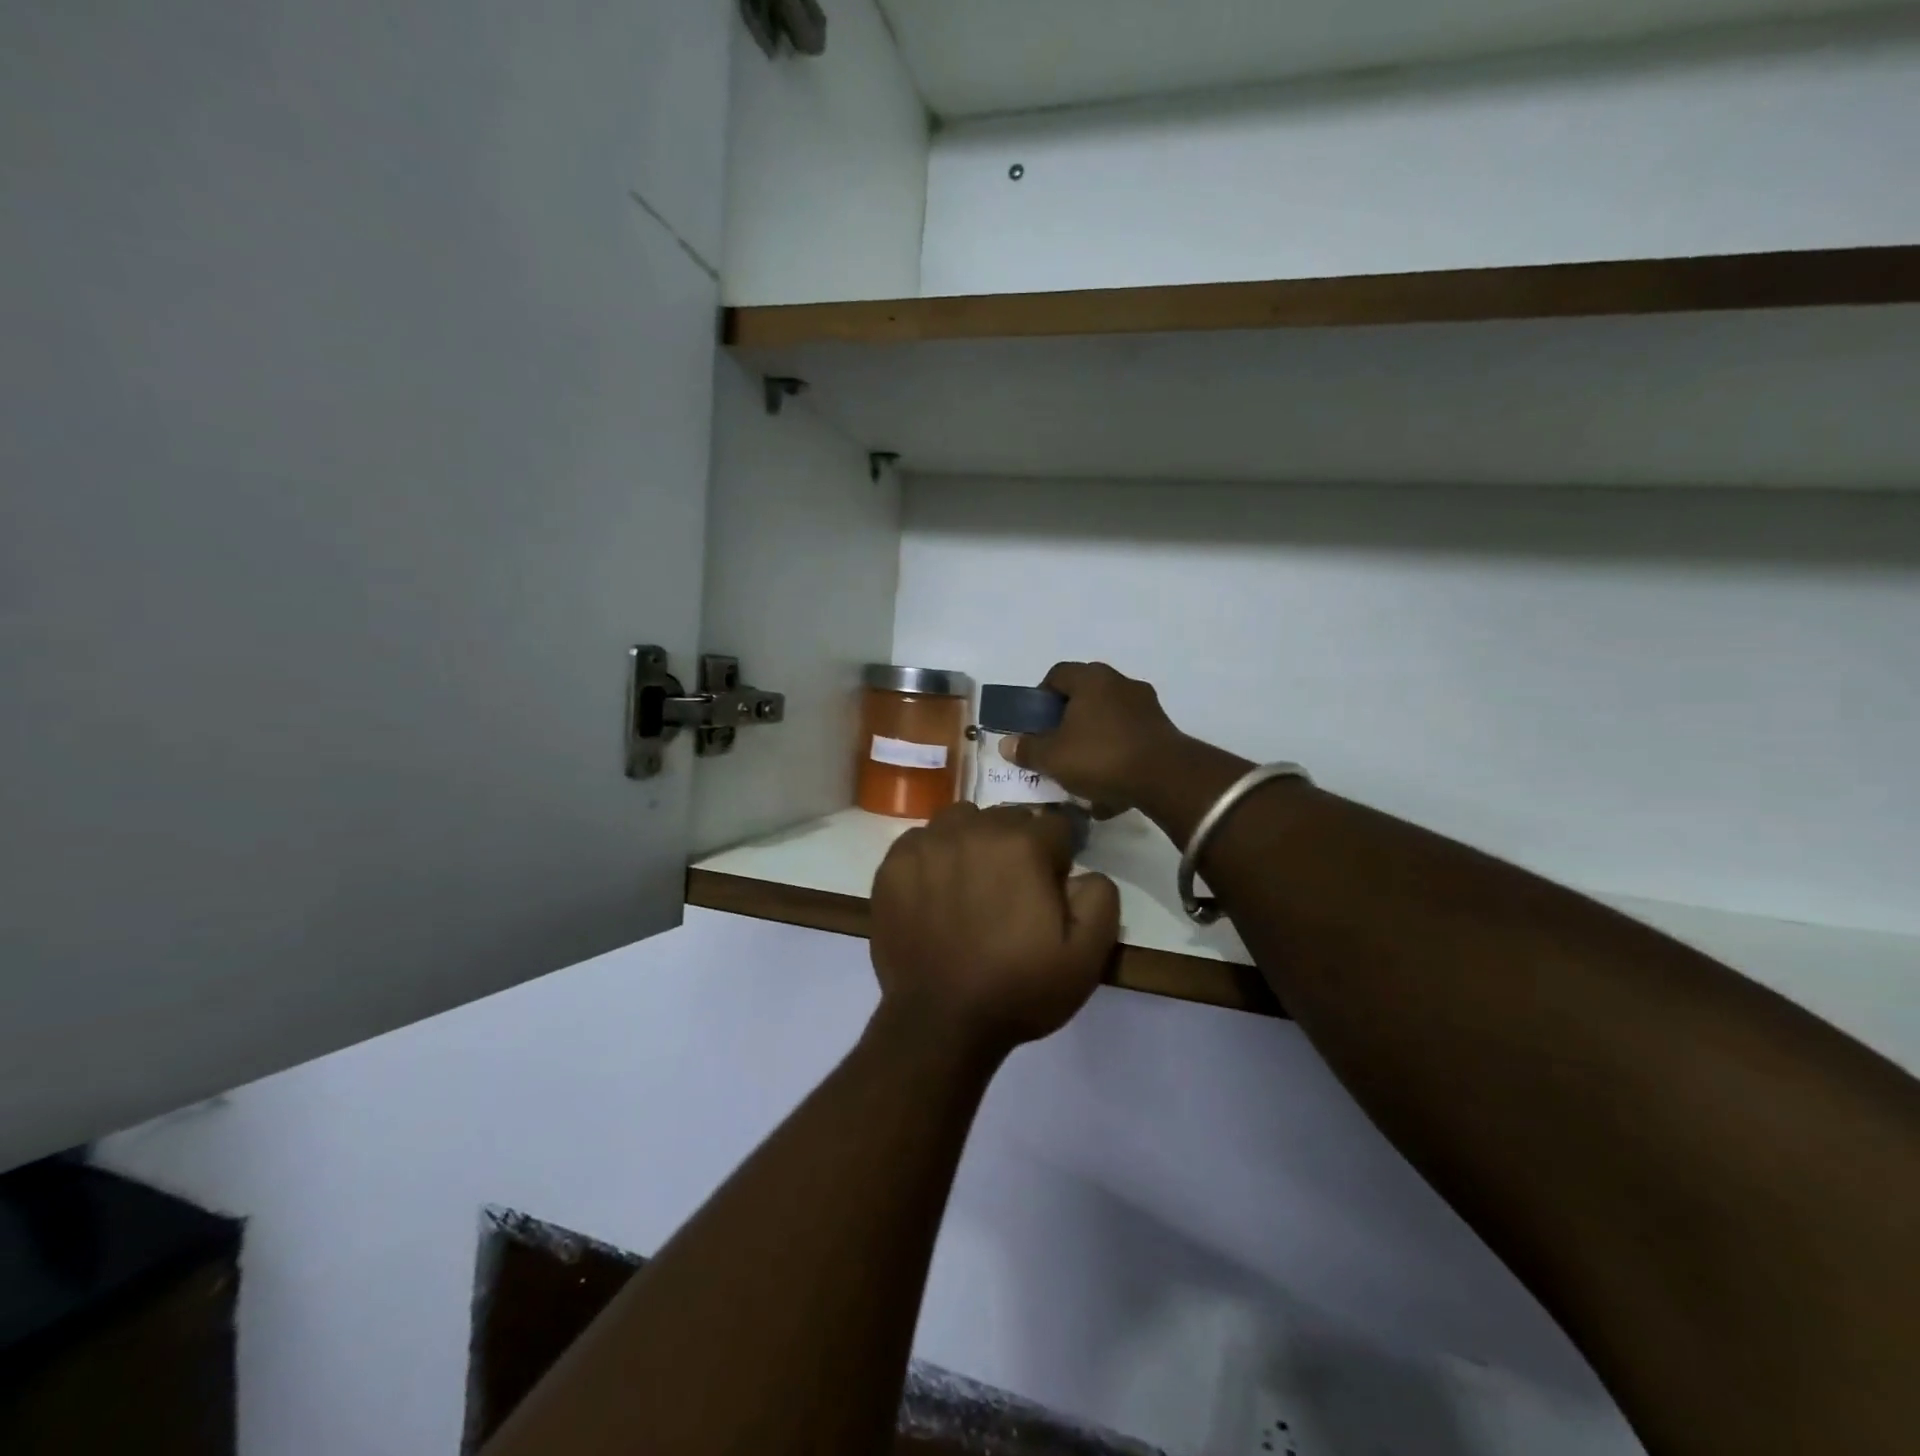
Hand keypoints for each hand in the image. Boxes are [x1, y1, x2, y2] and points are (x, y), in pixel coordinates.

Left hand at [870, 803, 1120, 1055]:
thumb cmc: (1018, 989)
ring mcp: (926, 845)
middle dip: (1017, 845)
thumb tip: (1082, 872)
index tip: (1050, 891)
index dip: (1059, 859)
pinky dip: (933, 857)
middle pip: (1007, 818)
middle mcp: (971, 830)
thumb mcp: (1086, 956)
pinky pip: (921, 840)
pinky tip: (935, 893)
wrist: (939, 1023)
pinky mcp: (892, 865)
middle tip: (1011, 893)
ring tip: (971, 885)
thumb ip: (1100, 896)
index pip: (1055, 826)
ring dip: (973, 842)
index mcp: (1022, 844)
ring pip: (961, 821)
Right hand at [1001, 662, 1184, 815]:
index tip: (1034, 723)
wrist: (1166, 778)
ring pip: (1107, 716)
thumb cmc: (1101, 757)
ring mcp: (1145, 704)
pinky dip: (1115, 752)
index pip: (1057, 674)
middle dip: (1067, 719)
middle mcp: (1119, 682)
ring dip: (1092, 737)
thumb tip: (1007, 744)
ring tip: (1082, 768)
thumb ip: (1027, 749)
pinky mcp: (1162, 728)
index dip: (1040, 697)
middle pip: (1083, 695)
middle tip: (1055, 744)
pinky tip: (1108, 782)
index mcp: (1091, 678)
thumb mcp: (1053, 757)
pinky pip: (1128, 736)